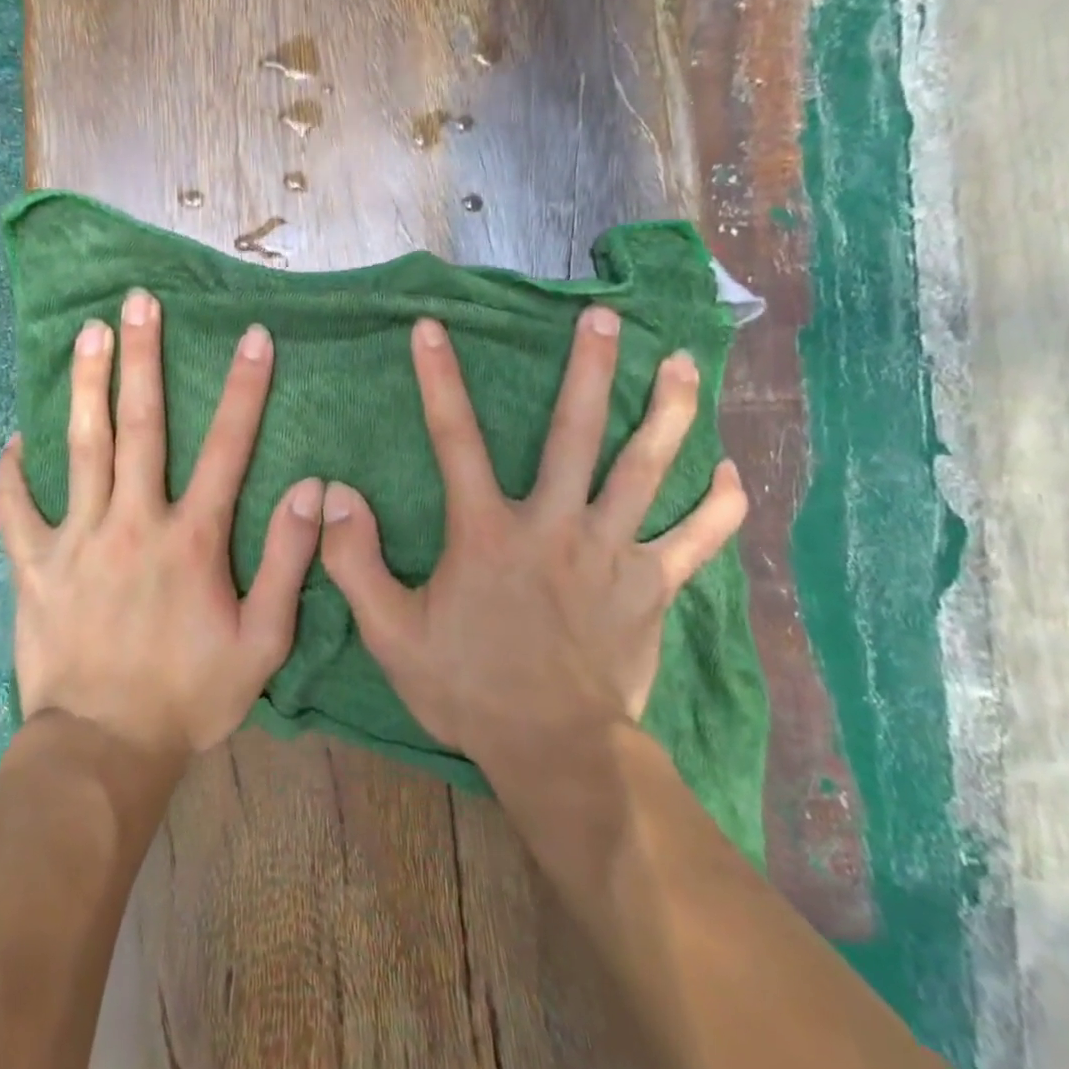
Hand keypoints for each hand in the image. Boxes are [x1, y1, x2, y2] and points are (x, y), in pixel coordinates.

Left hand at [0, 290, 323, 760]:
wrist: (105, 749)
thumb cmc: (191, 696)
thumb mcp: (262, 641)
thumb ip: (289, 561)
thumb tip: (313, 489)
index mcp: (191, 538)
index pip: (227, 447)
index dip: (244, 388)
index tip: (253, 335)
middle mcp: (134, 521)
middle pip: (140, 425)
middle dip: (143, 358)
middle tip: (138, 302)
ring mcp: (78, 539)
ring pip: (81, 448)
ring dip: (86, 386)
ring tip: (88, 333)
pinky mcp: (35, 566)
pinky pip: (16, 510)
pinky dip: (12, 473)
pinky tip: (13, 440)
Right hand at [318, 308, 746, 769]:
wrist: (555, 751)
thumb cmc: (468, 687)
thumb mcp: (391, 632)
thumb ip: (356, 561)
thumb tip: (336, 494)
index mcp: (488, 532)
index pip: (454, 438)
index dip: (438, 378)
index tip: (432, 327)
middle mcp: (554, 525)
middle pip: (576, 433)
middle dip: (591, 369)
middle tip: (606, 316)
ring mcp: (610, 552)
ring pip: (645, 470)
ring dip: (666, 413)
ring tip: (682, 364)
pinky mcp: (650, 586)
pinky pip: (694, 541)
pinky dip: (718, 507)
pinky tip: (733, 475)